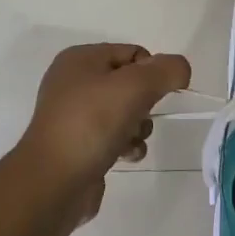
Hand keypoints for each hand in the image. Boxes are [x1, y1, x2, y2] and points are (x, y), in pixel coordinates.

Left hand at [14, 43, 192, 221]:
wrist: (53, 182)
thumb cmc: (92, 124)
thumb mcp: (136, 86)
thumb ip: (166, 70)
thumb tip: (180, 69)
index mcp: (81, 59)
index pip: (134, 53)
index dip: (152, 72)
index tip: (156, 94)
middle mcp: (74, 83)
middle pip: (132, 84)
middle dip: (146, 103)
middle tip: (140, 116)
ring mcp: (75, 116)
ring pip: (127, 112)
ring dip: (139, 127)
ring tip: (131, 140)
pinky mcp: (79, 145)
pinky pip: (115, 137)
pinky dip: (126, 146)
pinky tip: (124, 156)